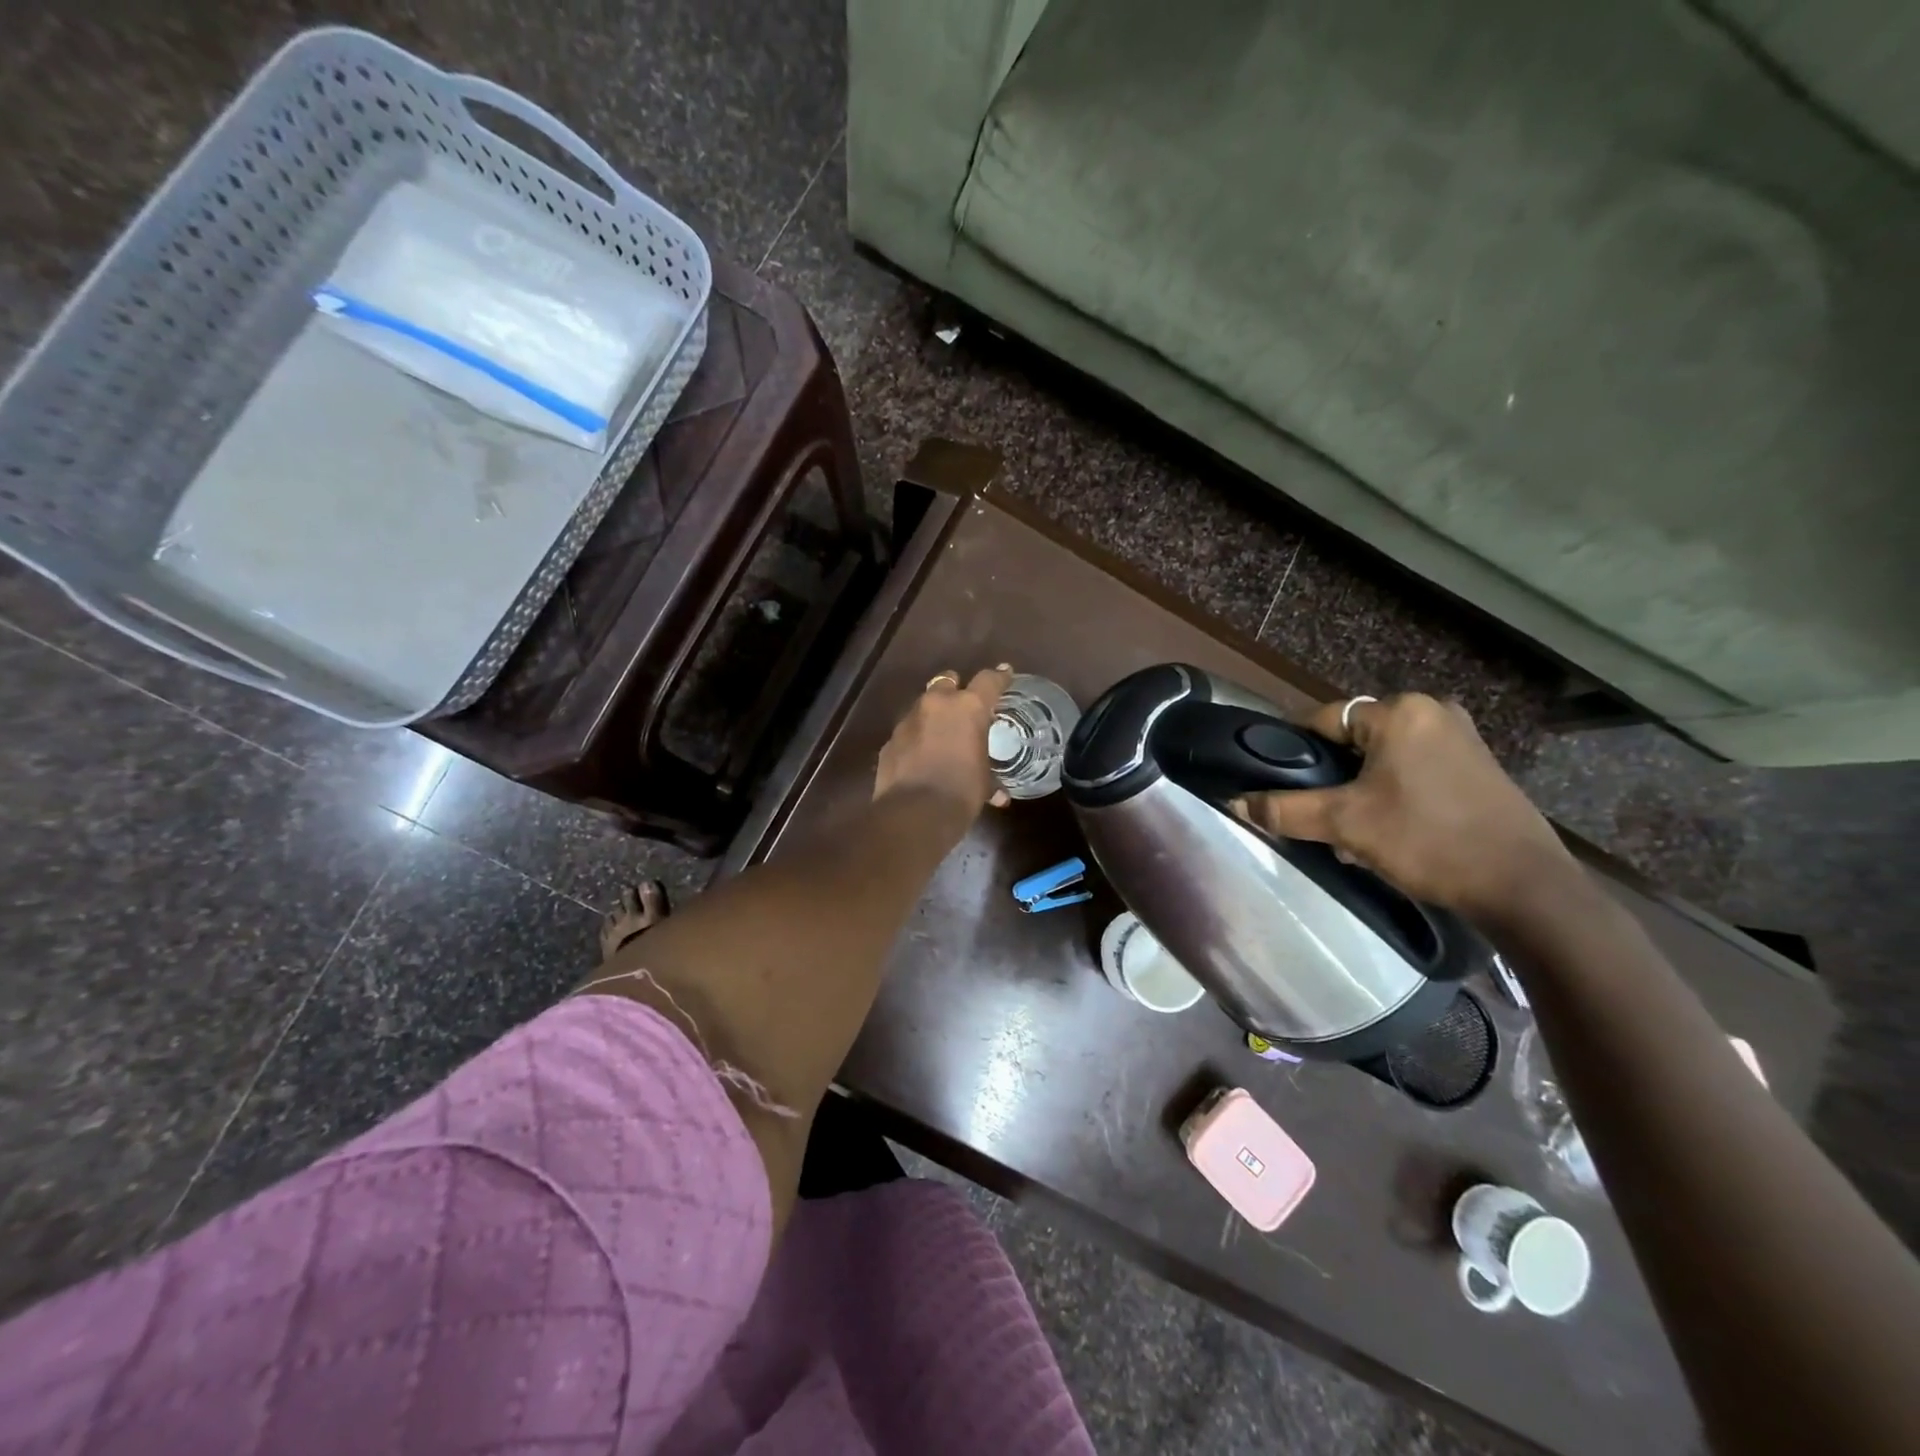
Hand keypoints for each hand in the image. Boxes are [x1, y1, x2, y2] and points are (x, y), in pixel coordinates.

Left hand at [874, 665, 1013, 814]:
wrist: (915, 814)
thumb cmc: (961, 793)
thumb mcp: (983, 783)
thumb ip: (990, 779)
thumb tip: (998, 796)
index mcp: (968, 708)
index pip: (989, 680)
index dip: (999, 677)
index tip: (1005, 674)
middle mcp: (936, 704)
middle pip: (947, 681)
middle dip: (956, 689)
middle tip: (964, 706)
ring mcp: (908, 721)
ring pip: (923, 705)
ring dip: (933, 715)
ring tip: (941, 735)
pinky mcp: (890, 740)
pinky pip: (907, 731)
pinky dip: (916, 738)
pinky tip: (920, 757)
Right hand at [1234, 693, 1576, 923]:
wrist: (1524, 887)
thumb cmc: (1428, 841)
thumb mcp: (1345, 825)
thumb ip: (1285, 810)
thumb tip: (1236, 803)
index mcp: (1399, 711)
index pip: (1322, 719)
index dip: (1295, 751)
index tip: (1282, 784)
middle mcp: (1432, 711)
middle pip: (1354, 738)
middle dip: (1333, 776)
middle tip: (1323, 815)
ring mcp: (1462, 737)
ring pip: (1385, 756)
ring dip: (1362, 787)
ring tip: (1354, 830)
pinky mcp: (1479, 765)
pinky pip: (1416, 768)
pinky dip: (1395, 791)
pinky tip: (1392, 829)